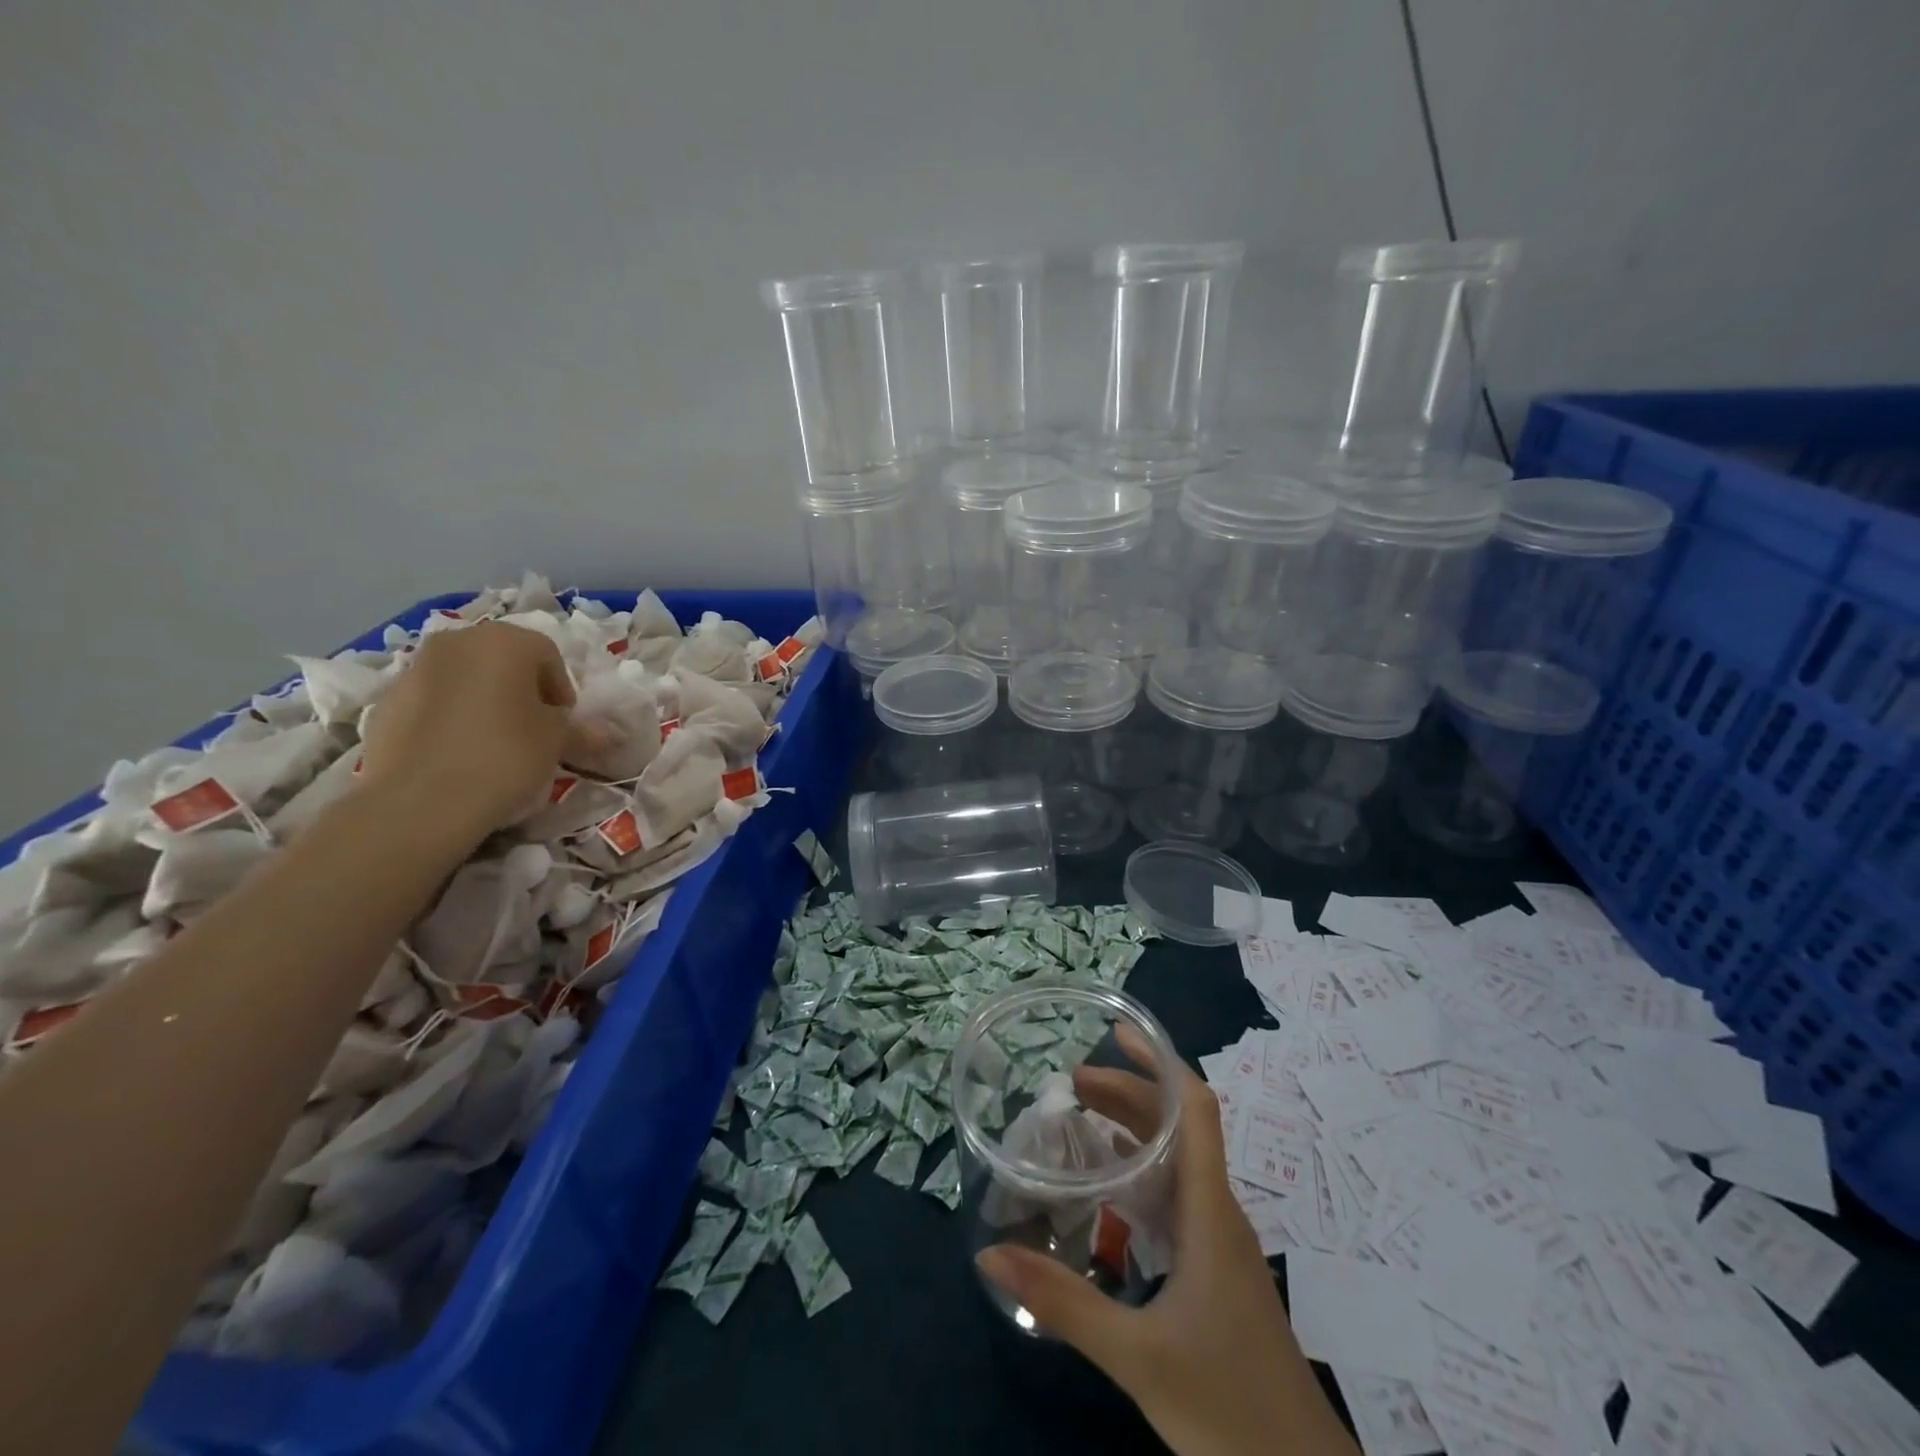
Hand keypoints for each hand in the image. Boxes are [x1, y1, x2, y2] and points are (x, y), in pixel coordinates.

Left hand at [358, 621, 574, 841]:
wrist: (421, 801)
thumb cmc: (506, 755)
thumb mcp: (556, 742)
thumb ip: (580, 730)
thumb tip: (608, 735)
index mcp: (505, 641)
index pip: (547, 654)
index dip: (561, 689)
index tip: (563, 723)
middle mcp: (458, 641)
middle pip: (502, 658)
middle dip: (521, 688)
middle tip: (532, 728)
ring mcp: (416, 667)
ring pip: (465, 676)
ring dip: (484, 698)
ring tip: (492, 741)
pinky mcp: (387, 699)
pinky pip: (433, 699)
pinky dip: (449, 715)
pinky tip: (456, 752)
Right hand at [976, 1032, 1358, 1455]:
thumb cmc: (1229, 1408)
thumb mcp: (1138, 1357)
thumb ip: (1064, 1304)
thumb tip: (990, 1252)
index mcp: (1209, 1210)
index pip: (1196, 1109)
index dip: (1160, 1061)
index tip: (1118, 1032)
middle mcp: (1217, 1212)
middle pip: (1178, 1127)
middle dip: (1128, 1093)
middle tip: (1070, 1084)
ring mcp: (1219, 1242)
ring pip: (1177, 1161)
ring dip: (1133, 1130)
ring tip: (1080, 1121)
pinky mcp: (1215, 1271)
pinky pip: (1175, 1197)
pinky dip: (1139, 1173)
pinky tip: (1107, 1193)